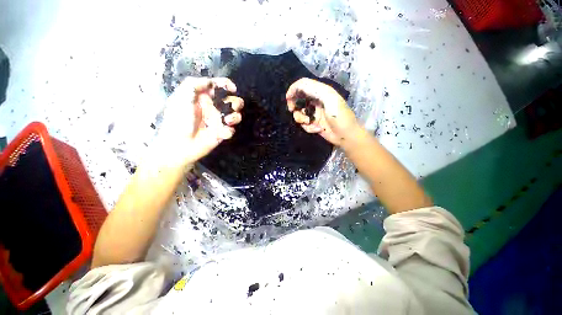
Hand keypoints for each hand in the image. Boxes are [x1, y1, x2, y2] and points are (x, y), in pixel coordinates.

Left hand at [158, 77, 242, 164]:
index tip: (232, 89)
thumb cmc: (178, 121)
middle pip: (232, 101)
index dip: (227, 85)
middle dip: (236, 103)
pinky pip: (231, 130)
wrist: (179, 145)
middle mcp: (213, 108)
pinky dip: (229, 131)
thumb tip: (210, 82)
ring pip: (235, 115)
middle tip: (233, 107)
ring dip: (235, 117)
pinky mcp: (221, 133)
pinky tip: (222, 134)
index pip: (218, 87)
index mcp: (203, 97)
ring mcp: (218, 121)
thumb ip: (193, 85)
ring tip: (227, 121)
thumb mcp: (181, 98)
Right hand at [286, 78, 358, 146]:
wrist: (346, 136)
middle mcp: (316, 101)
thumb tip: (299, 87)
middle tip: (292, 109)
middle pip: (298, 98)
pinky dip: (308, 127)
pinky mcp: (314, 123)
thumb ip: (315, 90)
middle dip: (294, 105)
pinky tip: (318, 129)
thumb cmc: (340, 117)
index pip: (303, 85)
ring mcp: (314, 113)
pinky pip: (304, 123)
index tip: (288, 99)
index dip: (293, 89)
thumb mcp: (330, 99)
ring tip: (310, 123)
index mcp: (321, 92)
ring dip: (302, 119)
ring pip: (299, 113)